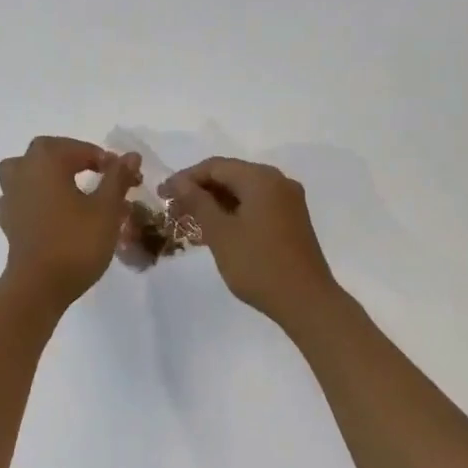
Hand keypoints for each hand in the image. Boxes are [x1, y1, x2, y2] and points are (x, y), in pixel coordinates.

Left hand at [0, 137, 140, 309]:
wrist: (39, 286)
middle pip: (48, 152)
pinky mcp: (8, 221)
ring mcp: (10, 196)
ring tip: (70, 187)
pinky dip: (36, 198)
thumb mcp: (107, 208)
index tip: (126, 177)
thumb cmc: (76, 242)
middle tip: (99, 174)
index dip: (106, 160)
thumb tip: (131, 155)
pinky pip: (22, 197)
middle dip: (75, 158)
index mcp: (46, 161)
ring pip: (27, 171)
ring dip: (48, 174)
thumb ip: (118, 177)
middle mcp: (23, 171)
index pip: (80, 149)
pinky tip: (52, 211)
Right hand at [160, 158, 340, 326]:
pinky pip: (256, 205)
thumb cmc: (258, 265)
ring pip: (243, 192)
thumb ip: (198, 202)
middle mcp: (278, 181)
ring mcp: (288, 201)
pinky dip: (234, 213)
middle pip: (231, 175)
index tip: (162, 194)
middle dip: (200, 191)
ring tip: (189, 222)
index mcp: (261, 179)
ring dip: (216, 203)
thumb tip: (178, 181)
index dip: (186, 178)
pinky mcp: (292, 219)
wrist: (306, 301)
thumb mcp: (221, 233)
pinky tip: (216, 230)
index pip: (216, 166)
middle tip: (173, 210)